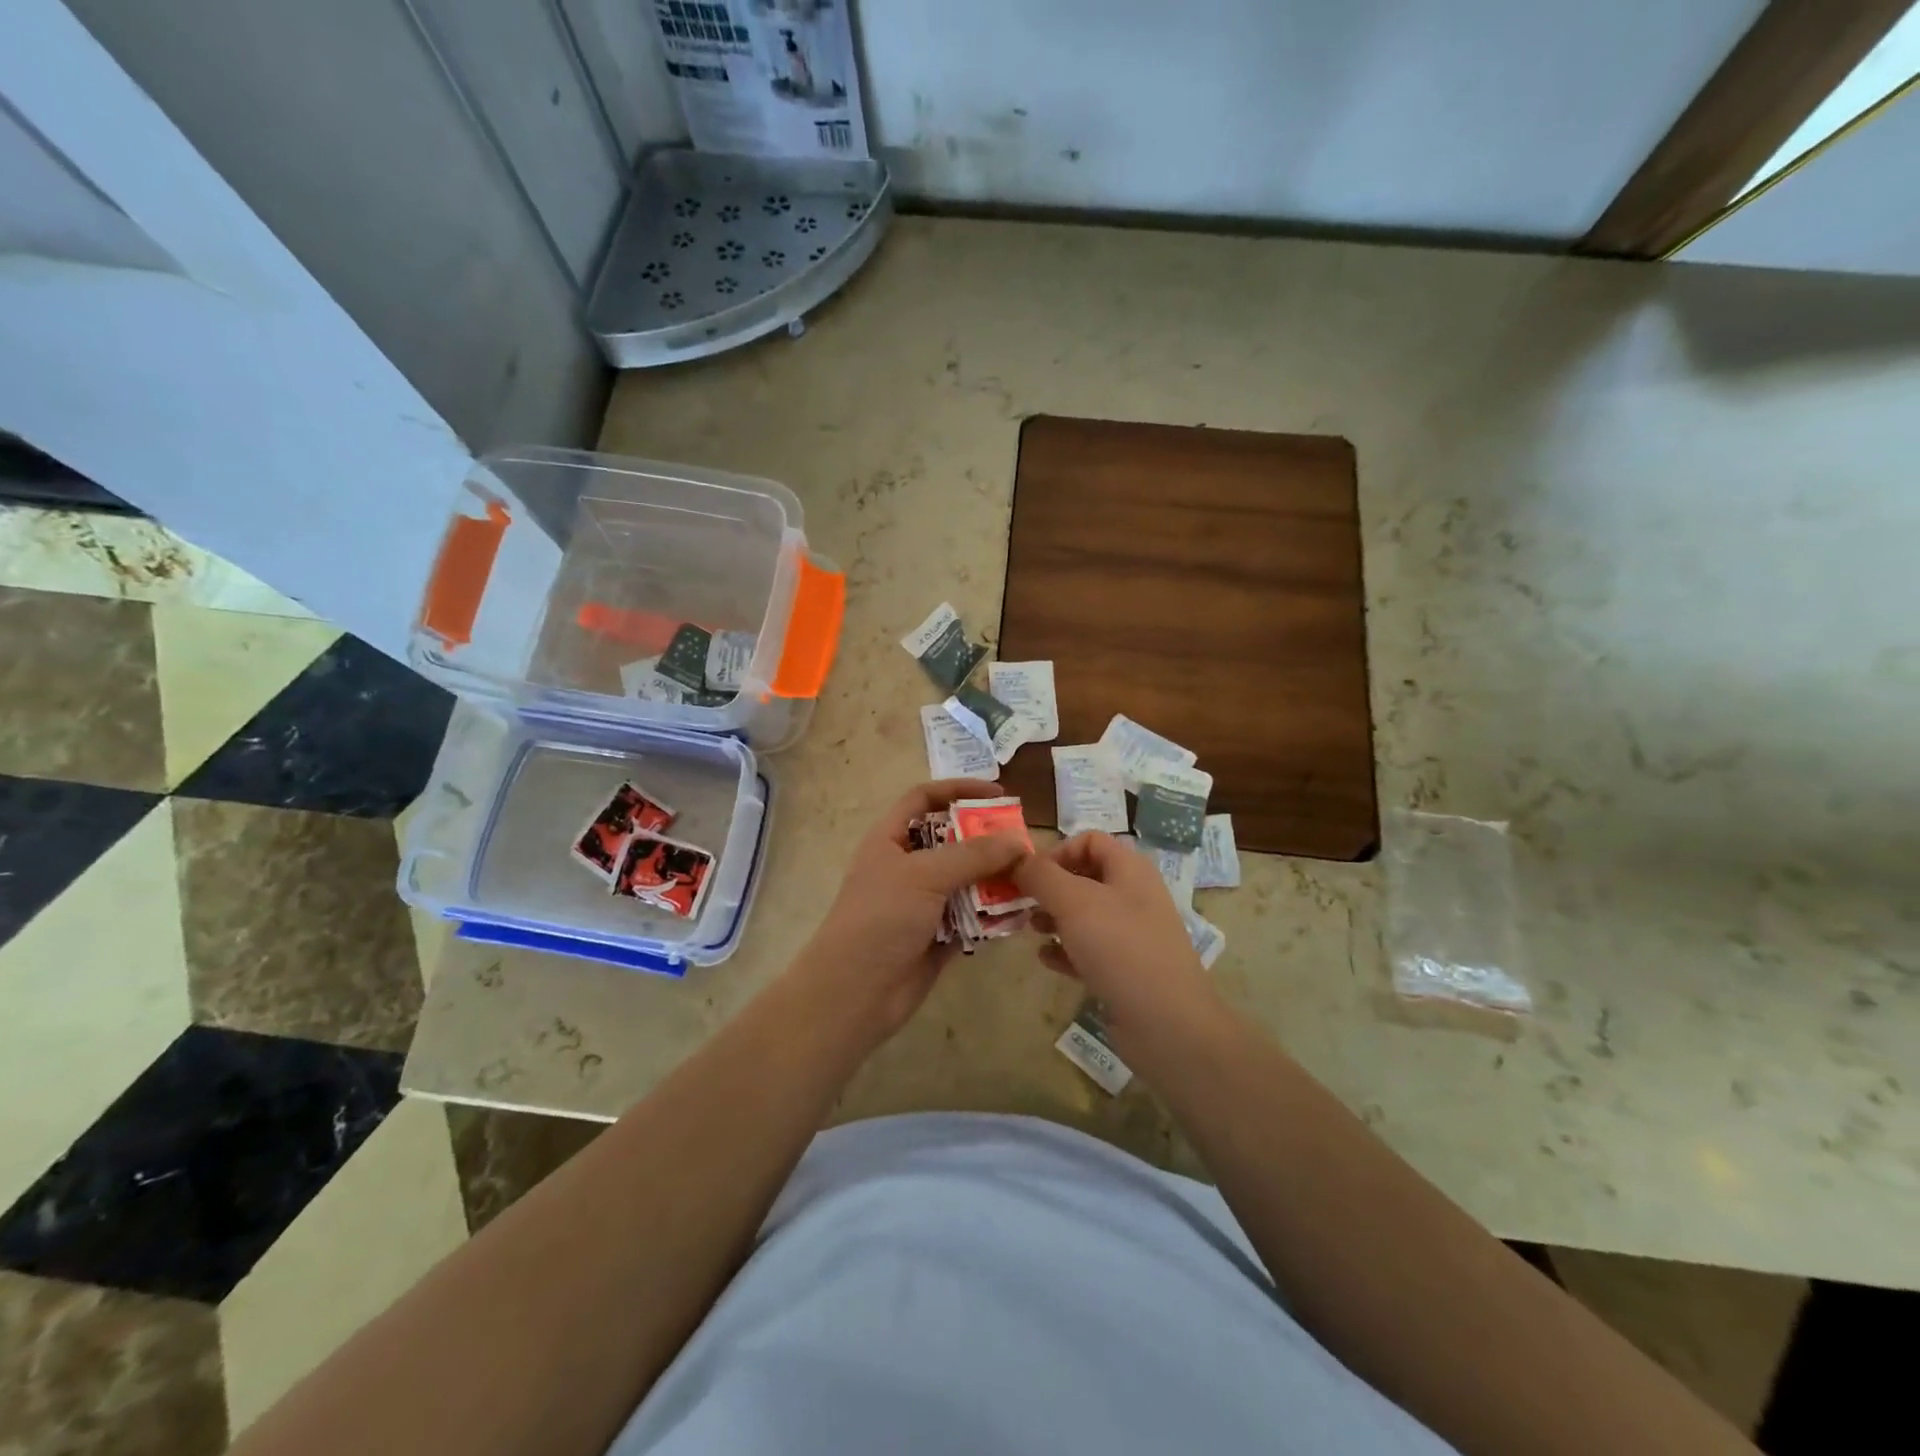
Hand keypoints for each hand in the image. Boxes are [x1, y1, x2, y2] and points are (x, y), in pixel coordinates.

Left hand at [792, 779, 1026, 1045]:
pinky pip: (972, 916)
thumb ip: (973, 855)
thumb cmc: (880, 918)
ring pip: (967, 880)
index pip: (924, 799)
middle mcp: (907, 866)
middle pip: (953, 840)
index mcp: (890, 839)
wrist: (855, 993)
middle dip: (987, 840)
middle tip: (1024, 844)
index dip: (958, 790)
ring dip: (995, 879)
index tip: (998, 794)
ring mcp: (923, 903)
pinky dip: (993, 915)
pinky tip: (1019, 914)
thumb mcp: (924, 875)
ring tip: (1030, 879)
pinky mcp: (938, 935)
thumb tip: (1017, 840)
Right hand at [1015, 832, 1230, 1073]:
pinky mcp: (1126, 970)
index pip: (1089, 841)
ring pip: (1084, 915)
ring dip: (1053, 918)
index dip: (1057, 851)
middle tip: (1021, 903)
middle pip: (1084, 877)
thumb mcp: (1073, 902)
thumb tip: (1018, 861)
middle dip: (1049, 887)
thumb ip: (1041, 876)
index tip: (1029, 875)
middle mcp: (1134, 896)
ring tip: (1030, 930)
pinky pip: (1089, 950)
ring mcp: (1132, 935)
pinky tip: (1046, 960)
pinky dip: (1066, 950)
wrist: (1167, 1024)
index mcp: (1130, 869)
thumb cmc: (1119, 948)